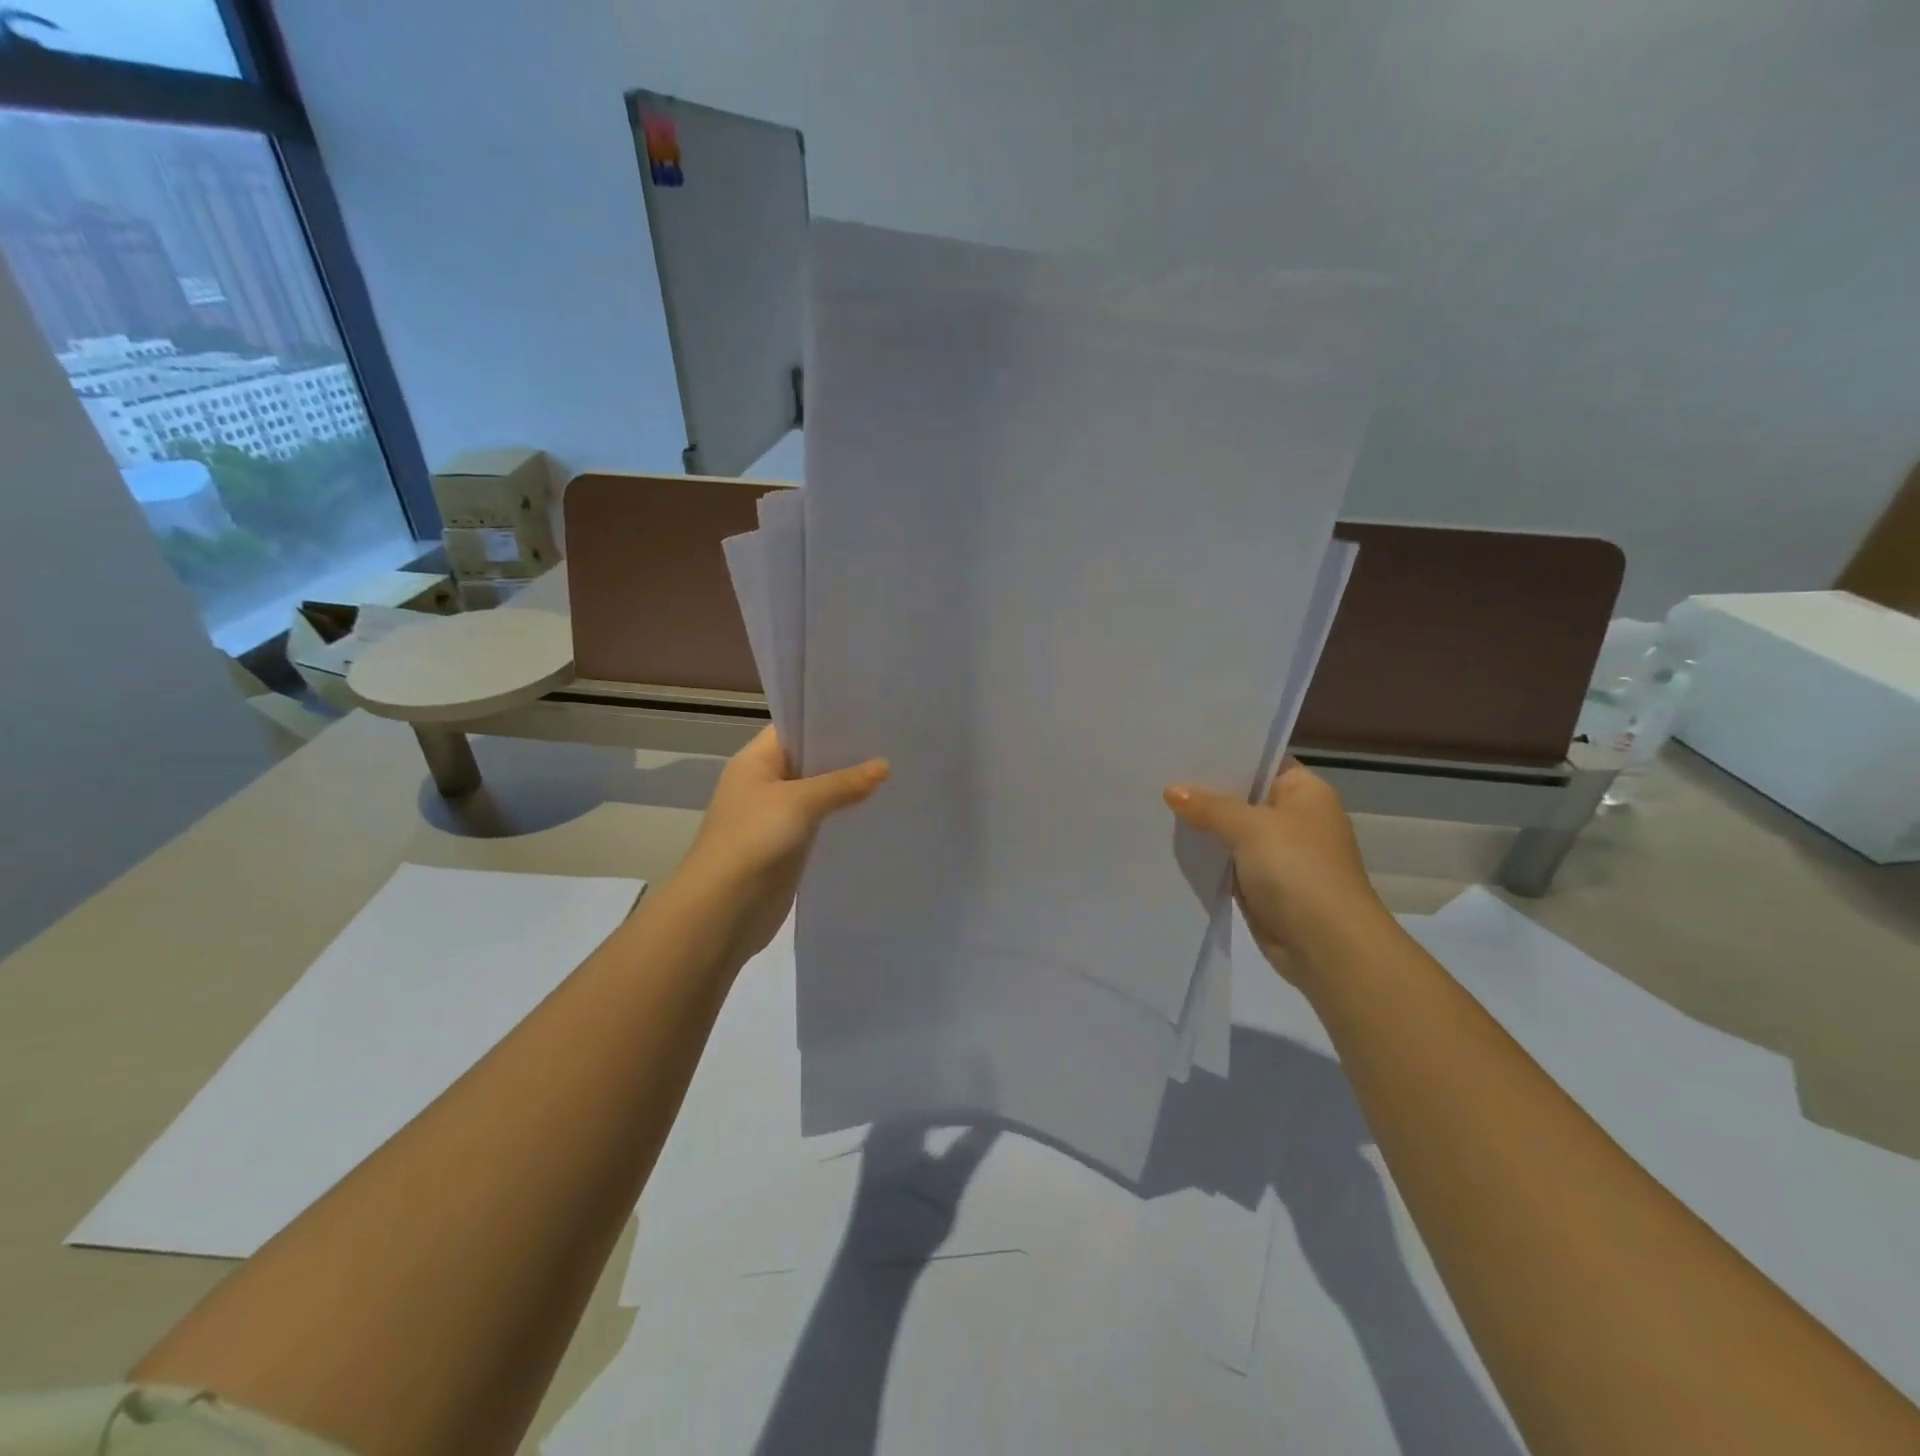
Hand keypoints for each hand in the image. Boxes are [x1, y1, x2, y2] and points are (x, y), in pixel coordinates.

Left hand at [683, 727, 888, 959]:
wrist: (723, 910)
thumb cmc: (754, 840)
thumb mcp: (800, 802)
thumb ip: (843, 782)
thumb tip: (885, 765)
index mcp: (755, 762)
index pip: (794, 728)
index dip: (828, 720)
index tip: (870, 716)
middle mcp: (764, 784)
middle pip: (809, 761)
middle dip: (845, 756)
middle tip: (891, 744)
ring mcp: (776, 817)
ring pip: (817, 794)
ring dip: (846, 789)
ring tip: (893, 775)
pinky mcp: (788, 848)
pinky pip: (820, 824)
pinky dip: (841, 818)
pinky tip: (874, 813)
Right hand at [1165, 760, 1390, 983]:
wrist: (1326, 945)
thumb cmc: (1298, 870)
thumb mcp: (1250, 827)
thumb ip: (1209, 806)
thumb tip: (1172, 790)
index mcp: (1304, 792)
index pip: (1260, 761)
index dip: (1224, 754)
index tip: (1182, 746)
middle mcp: (1294, 817)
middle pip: (1242, 796)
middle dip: (1205, 790)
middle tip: (1158, 772)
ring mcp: (1278, 852)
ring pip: (1231, 830)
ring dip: (1202, 825)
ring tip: (1154, 803)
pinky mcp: (1263, 883)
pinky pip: (1228, 861)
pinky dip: (1207, 855)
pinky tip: (1171, 843)